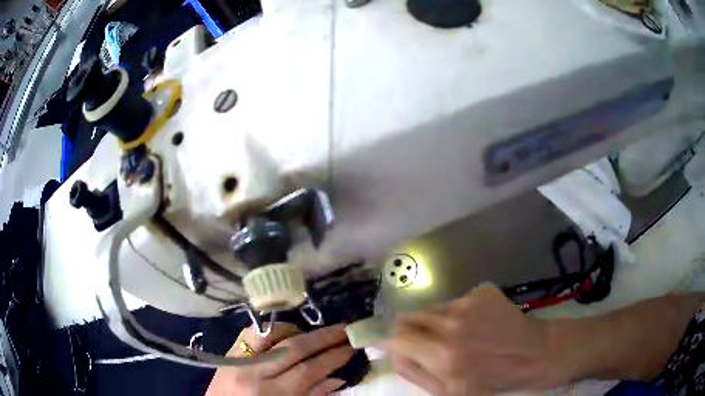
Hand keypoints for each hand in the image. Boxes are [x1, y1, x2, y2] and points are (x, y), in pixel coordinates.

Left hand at [206, 323, 354, 395]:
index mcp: (272, 394)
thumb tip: (338, 378)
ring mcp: (238, 359)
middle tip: (344, 329)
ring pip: (271, 334)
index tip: (351, 346)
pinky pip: (252, 332)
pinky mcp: (228, 353)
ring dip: (298, 329)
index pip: (308, 369)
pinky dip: (273, 329)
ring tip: (317, 332)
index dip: (333, 357)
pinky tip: (287, 332)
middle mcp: (254, 373)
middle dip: (323, 337)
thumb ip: (312, 395)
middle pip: (294, 348)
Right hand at [388, 285, 551, 394]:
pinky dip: (455, 313)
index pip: (396, 338)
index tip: (391, 345)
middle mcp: (452, 325)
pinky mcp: (481, 292)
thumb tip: (392, 353)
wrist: (534, 354)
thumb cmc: (493, 380)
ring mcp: (468, 304)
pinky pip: (453, 302)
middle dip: (409, 331)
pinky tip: (475, 325)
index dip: (389, 341)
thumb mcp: (450, 392)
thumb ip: (415, 373)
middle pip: (408, 317)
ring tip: (455, 335)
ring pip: (431, 308)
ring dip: (433, 322)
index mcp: (442, 356)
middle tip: (424, 343)